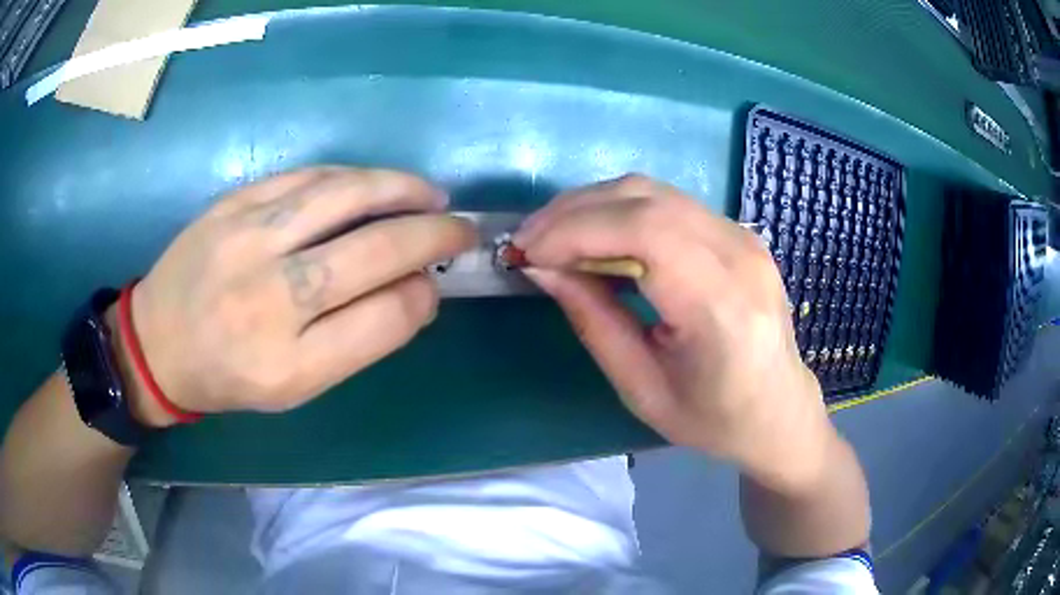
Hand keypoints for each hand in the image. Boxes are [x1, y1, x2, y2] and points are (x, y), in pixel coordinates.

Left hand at [121, 167, 475, 424]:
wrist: (156, 341)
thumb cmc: (228, 376)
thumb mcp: (294, 387)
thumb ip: (356, 341)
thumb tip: (414, 288)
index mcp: (289, 364)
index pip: (384, 318)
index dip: (423, 296)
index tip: (433, 286)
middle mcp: (270, 299)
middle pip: (374, 251)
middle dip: (434, 235)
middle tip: (460, 228)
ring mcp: (248, 240)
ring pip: (345, 196)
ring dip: (401, 189)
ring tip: (430, 195)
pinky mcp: (233, 203)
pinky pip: (307, 177)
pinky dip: (352, 177)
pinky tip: (373, 184)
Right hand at [515, 174, 834, 492]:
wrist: (780, 410)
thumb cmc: (715, 420)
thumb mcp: (642, 389)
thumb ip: (593, 321)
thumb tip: (543, 268)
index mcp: (722, 307)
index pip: (644, 232)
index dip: (576, 230)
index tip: (527, 252)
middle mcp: (739, 256)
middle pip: (645, 199)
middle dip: (574, 211)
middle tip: (529, 240)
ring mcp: (744, 237)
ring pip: (653, 191)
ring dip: (593, 205)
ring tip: (553, 237)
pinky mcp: (738, 233)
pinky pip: (668, 203)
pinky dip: (620, 211)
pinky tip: (596, 237)